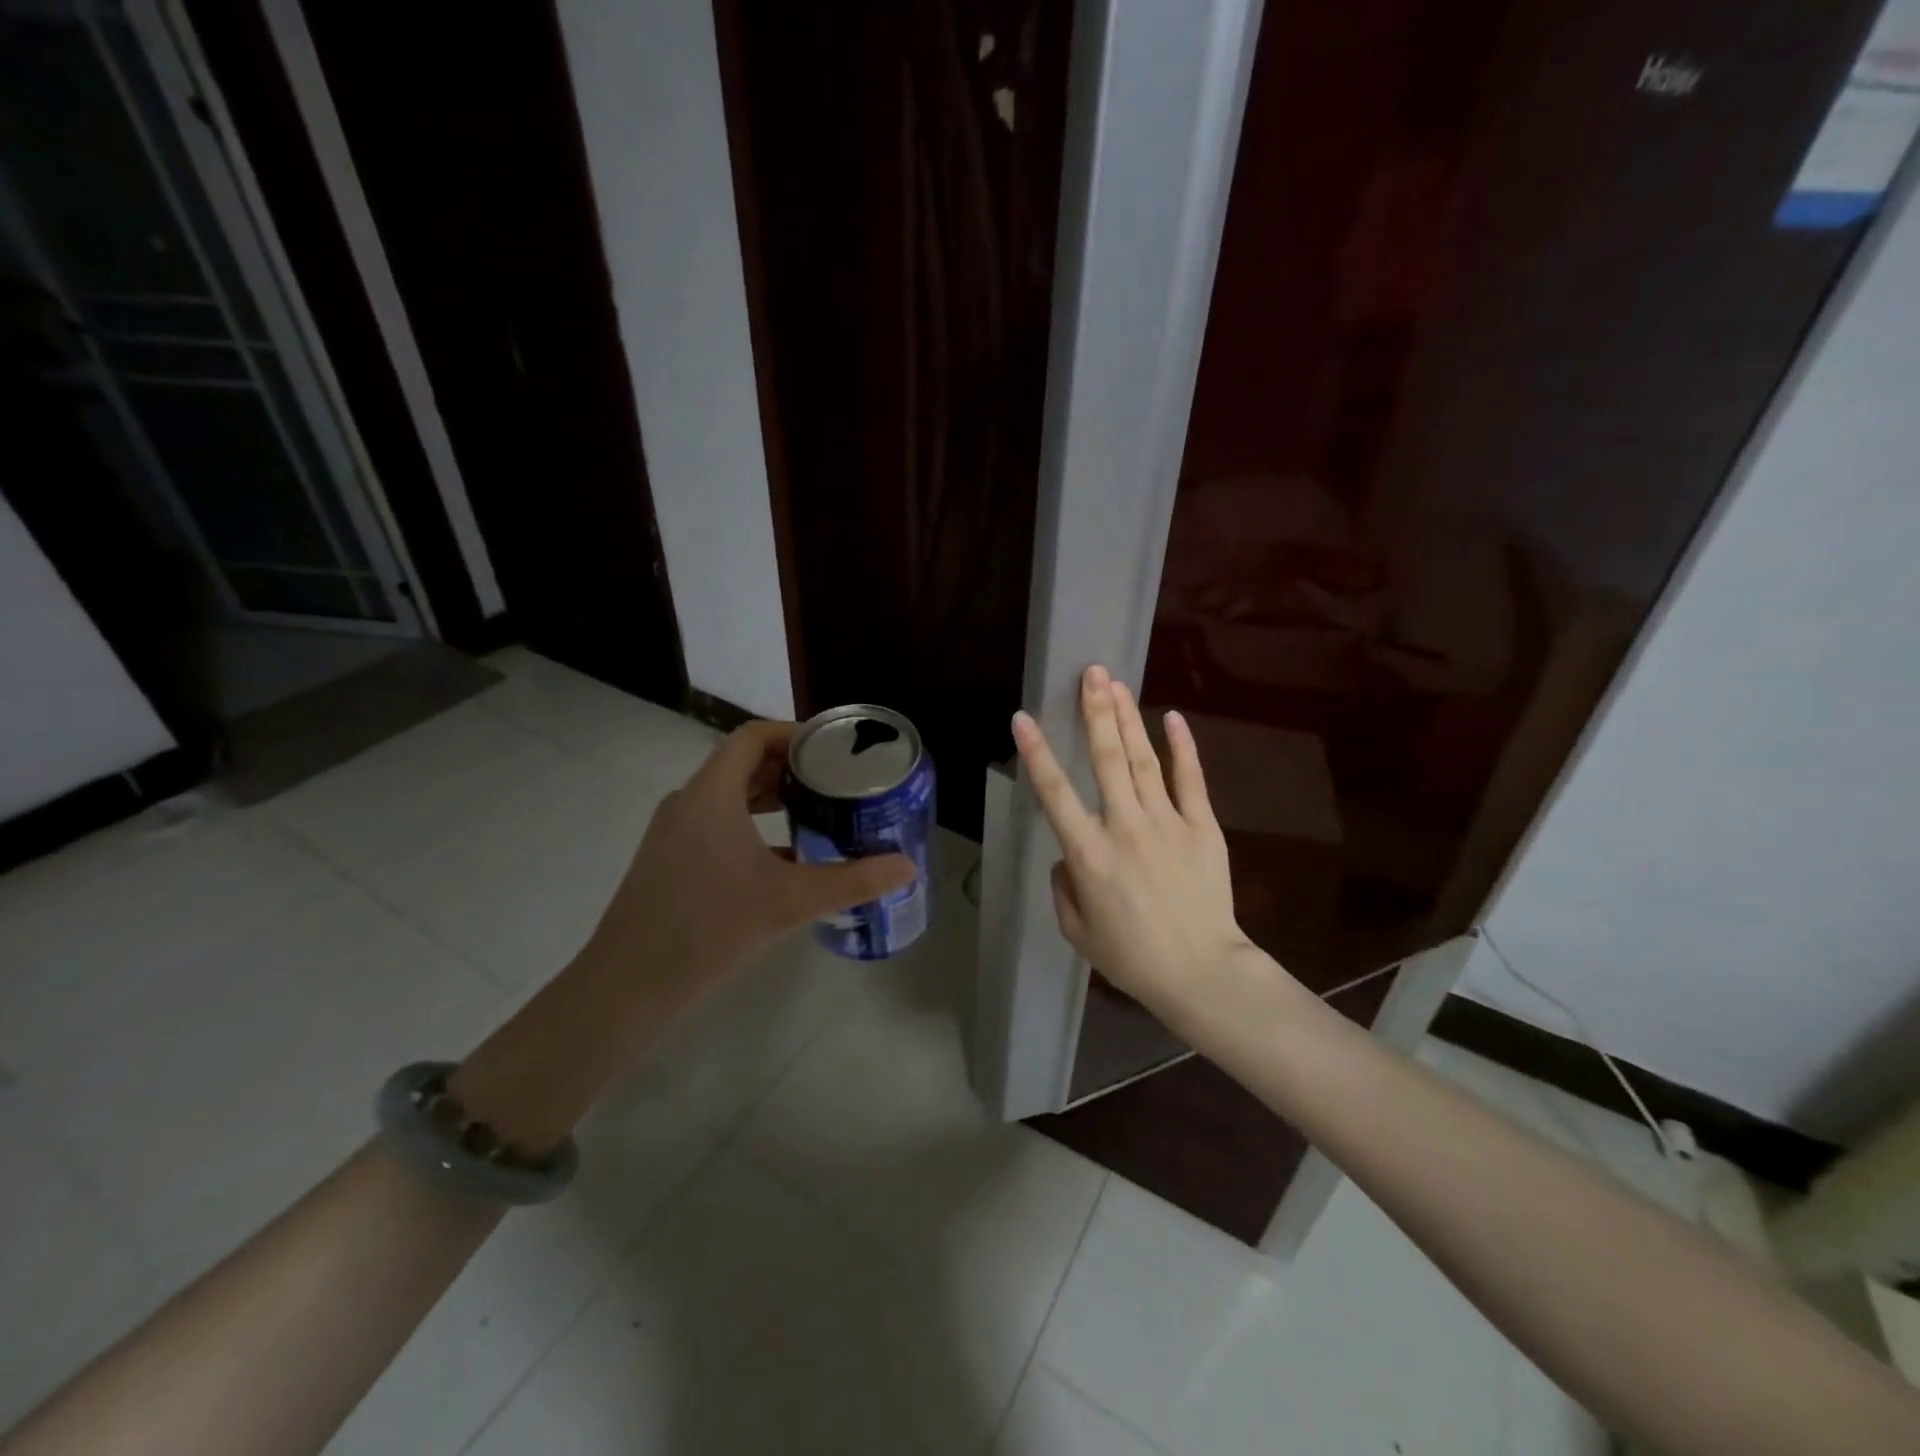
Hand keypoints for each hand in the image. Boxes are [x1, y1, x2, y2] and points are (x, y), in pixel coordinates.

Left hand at [451, 721, 913, 1152]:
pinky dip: (752, 827)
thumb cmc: (709, 928)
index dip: (794, 733)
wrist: (628, 987)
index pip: (752, 737)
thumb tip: (907, 867)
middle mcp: (688, 802)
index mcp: (711, 794)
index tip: (834, 748)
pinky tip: (784, 859)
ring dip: (772, 798)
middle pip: (742, 763)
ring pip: (729, 796)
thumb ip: (852, 881)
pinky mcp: (669, 861)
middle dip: (791, 767)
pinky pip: (717, 824)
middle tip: (836, 781)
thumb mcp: (789, 901)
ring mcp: (674, 832)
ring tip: (817, 813)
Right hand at [1012, 665, 1261, 1024]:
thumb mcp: (1077, 931)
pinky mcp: (1201, 826)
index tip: (1023, 718)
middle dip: (1095, 711)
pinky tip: (1171, 716)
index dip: (1037, 753)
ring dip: (1127, 718)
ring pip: (1142, 759)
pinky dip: (1182, 746)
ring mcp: (1167, 822)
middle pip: (1106, 758)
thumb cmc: (1132, 957)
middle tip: (1090, 672)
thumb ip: (1063, 887)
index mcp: (1088, 853)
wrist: (1201, 972)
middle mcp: (1124, 827)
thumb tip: (1067, 856)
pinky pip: (1190, 779)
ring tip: (1115, 683)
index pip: (1054, 793)